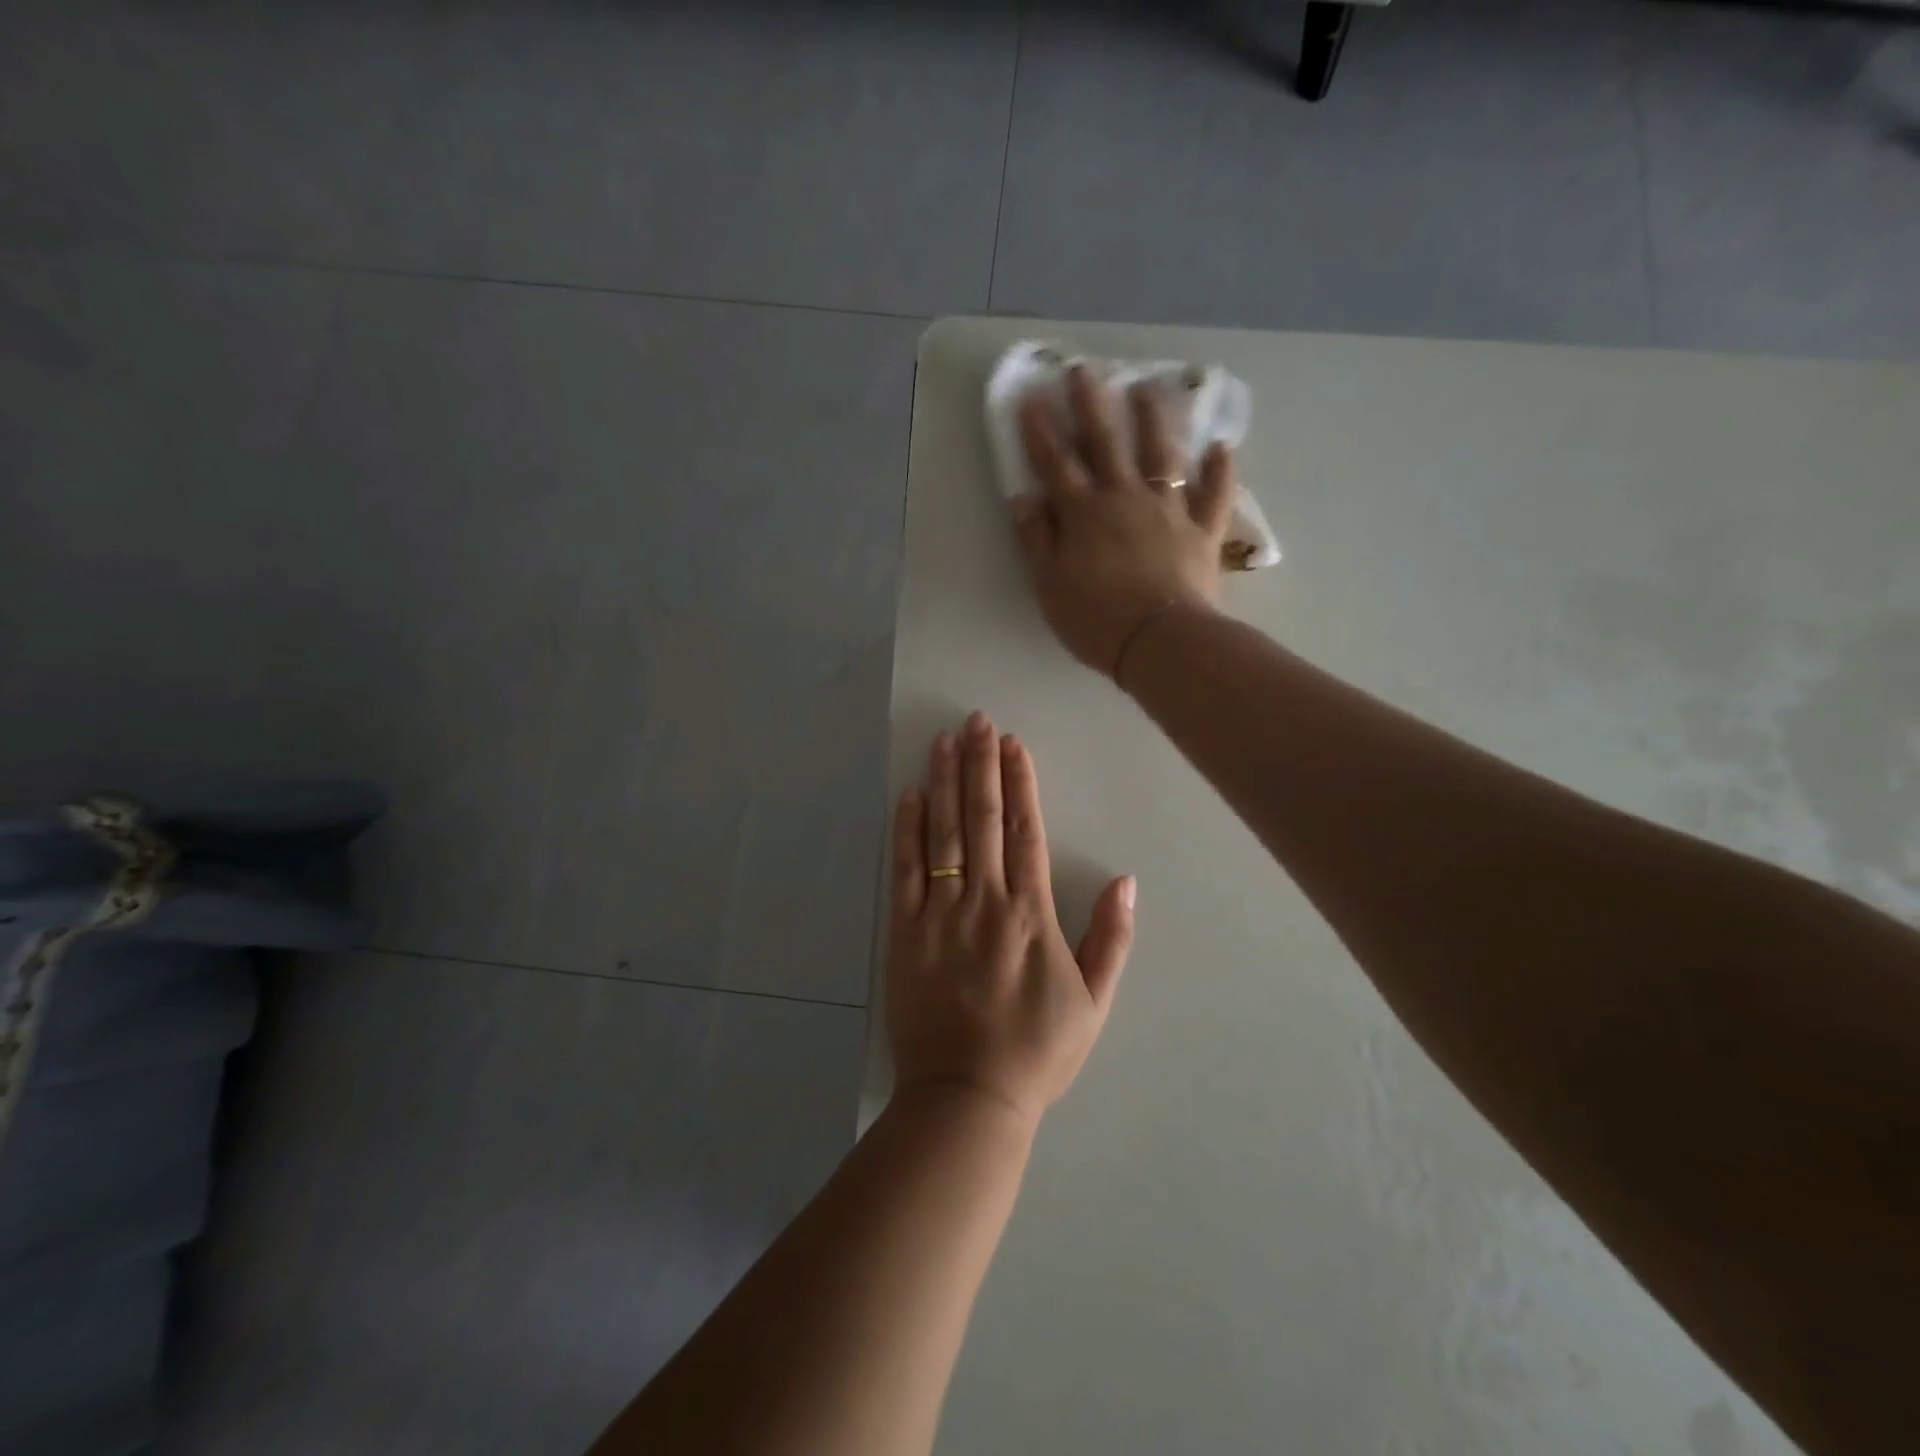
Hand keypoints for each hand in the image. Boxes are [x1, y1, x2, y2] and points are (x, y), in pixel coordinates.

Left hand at [886, 710, 1135, 1127]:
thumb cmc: (1035, 1051)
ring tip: (943, 740)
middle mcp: (984, 901)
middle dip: (980, 765)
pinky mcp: (904, 932)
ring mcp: (939, 914)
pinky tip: (909, 797)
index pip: (1025, 831)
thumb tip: (1125, 880)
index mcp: (1031, 913)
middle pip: (983, 818)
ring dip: (944, 783)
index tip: (1014, 744)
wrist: (967, 1097)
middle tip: (977, 721)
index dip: (1021, 782)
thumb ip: (1112, 938)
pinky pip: (905, 871)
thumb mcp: (1094, 1002)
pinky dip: (907, 830)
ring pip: (943, 833)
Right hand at [1013, 366, 1236, 680]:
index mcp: (1084, 514)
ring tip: (1148, 388)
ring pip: (1162, 455)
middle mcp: (1125, 499)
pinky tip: (1223, 446)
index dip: (1040, 431)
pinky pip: (1214, 495)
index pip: (1056, 464)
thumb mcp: (1049, 586)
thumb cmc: (1095, 620)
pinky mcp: (1202, 531)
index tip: (1031, 397)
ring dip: (1153, 419)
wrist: (1159, 642)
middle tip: (1085, 369)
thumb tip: (1024, 498)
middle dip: (1092, 405)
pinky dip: (1220, 471)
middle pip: (1107, 443)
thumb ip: (1037, 540)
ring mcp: (1168, 511)